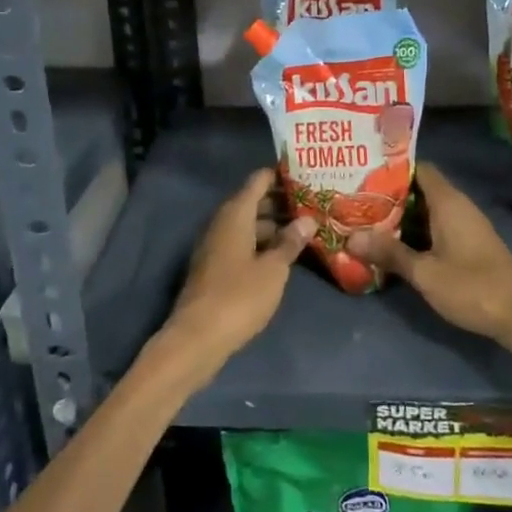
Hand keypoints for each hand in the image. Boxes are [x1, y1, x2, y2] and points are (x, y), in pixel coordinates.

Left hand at [159, 169, 314, 382]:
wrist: (197, 338)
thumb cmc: (239, 297)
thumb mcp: (273, 270)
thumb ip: (290, 242)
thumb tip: (307, 221)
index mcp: (235, 214)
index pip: (258, 180)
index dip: (281, 175)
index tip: (306, 173)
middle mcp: (222, 223)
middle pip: (253, 201)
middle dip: (281, 201)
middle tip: (314, 202)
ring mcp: (216, 246)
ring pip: (248, 224)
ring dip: (274, 225)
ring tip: (305, 229)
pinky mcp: (215, 267)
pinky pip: (243, 243)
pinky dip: (262, 243)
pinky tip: (283, 255)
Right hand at [346, 163, 511, 352]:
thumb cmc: (473, 287)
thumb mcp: (425, 272)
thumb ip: (389, 253)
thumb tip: (351, 237)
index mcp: (448, 202)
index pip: (418, 168)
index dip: (391, 168)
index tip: (362, 173)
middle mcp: (458, 206)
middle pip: (419, 190)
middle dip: (389, 195)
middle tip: (355, 200)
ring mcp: (466, 226)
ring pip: (427, 211)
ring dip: (401, 216)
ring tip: (366, 221)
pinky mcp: (470, 245)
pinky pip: (436, 227)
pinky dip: (416, 231)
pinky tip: (394, 245)